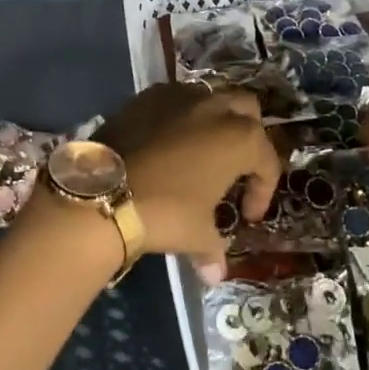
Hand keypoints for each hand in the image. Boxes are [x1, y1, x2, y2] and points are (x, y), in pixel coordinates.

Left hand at [94, 83, 280, 270]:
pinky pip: (175, 101)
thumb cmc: (164, 211)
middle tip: (235, 169)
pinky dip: (180, 118)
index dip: (262, 190)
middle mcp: (213, 106)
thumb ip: (213, 249)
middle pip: (246, 110)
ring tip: (201, 155)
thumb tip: (214, 274)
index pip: (265, 160)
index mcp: (239, 137)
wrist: (103, 191)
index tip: (246, 215)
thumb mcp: (197, 234)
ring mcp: (178, 96)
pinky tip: (168, 145)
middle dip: (248, 136)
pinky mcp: (146, 96)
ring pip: (210, 98)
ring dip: (213, 122)